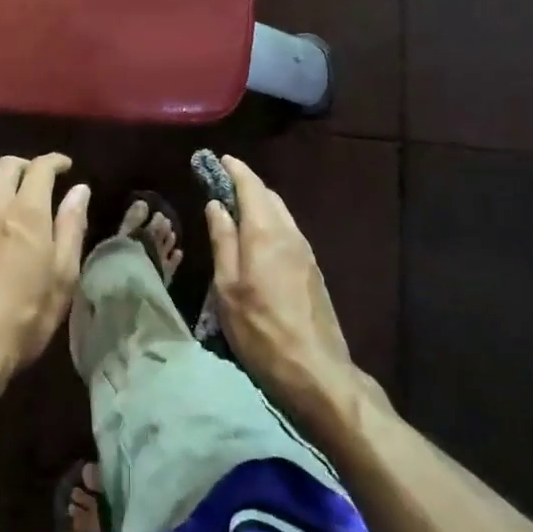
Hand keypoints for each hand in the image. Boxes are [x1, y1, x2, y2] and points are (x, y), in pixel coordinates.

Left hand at [0, 154, 90, 386]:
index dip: (54, 161)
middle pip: (5, 166)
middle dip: (25, 165)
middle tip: (38, 179)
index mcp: (27, 212)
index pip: (39, 168)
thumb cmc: (26, 315)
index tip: (65, 167)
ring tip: (8, 194)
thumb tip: (79, 191)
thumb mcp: (63, 276)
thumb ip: (71, 227)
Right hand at [205, 155, 356, 415]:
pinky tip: (257, 238)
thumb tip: (216, 205)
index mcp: (265, 232)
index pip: (250, 186)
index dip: (233, 170)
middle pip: (268, 196)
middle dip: (245, 184)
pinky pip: (288, 231)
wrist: (316, 372)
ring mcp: (306, 252)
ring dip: (259, 203)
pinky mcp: (313, 270)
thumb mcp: (228, 287)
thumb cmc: (261, 330)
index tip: (216, 159)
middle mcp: (289, 233)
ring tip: (235, 208)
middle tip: (220, 183)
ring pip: (281, 213)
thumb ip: (223, 241)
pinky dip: (270, 221)